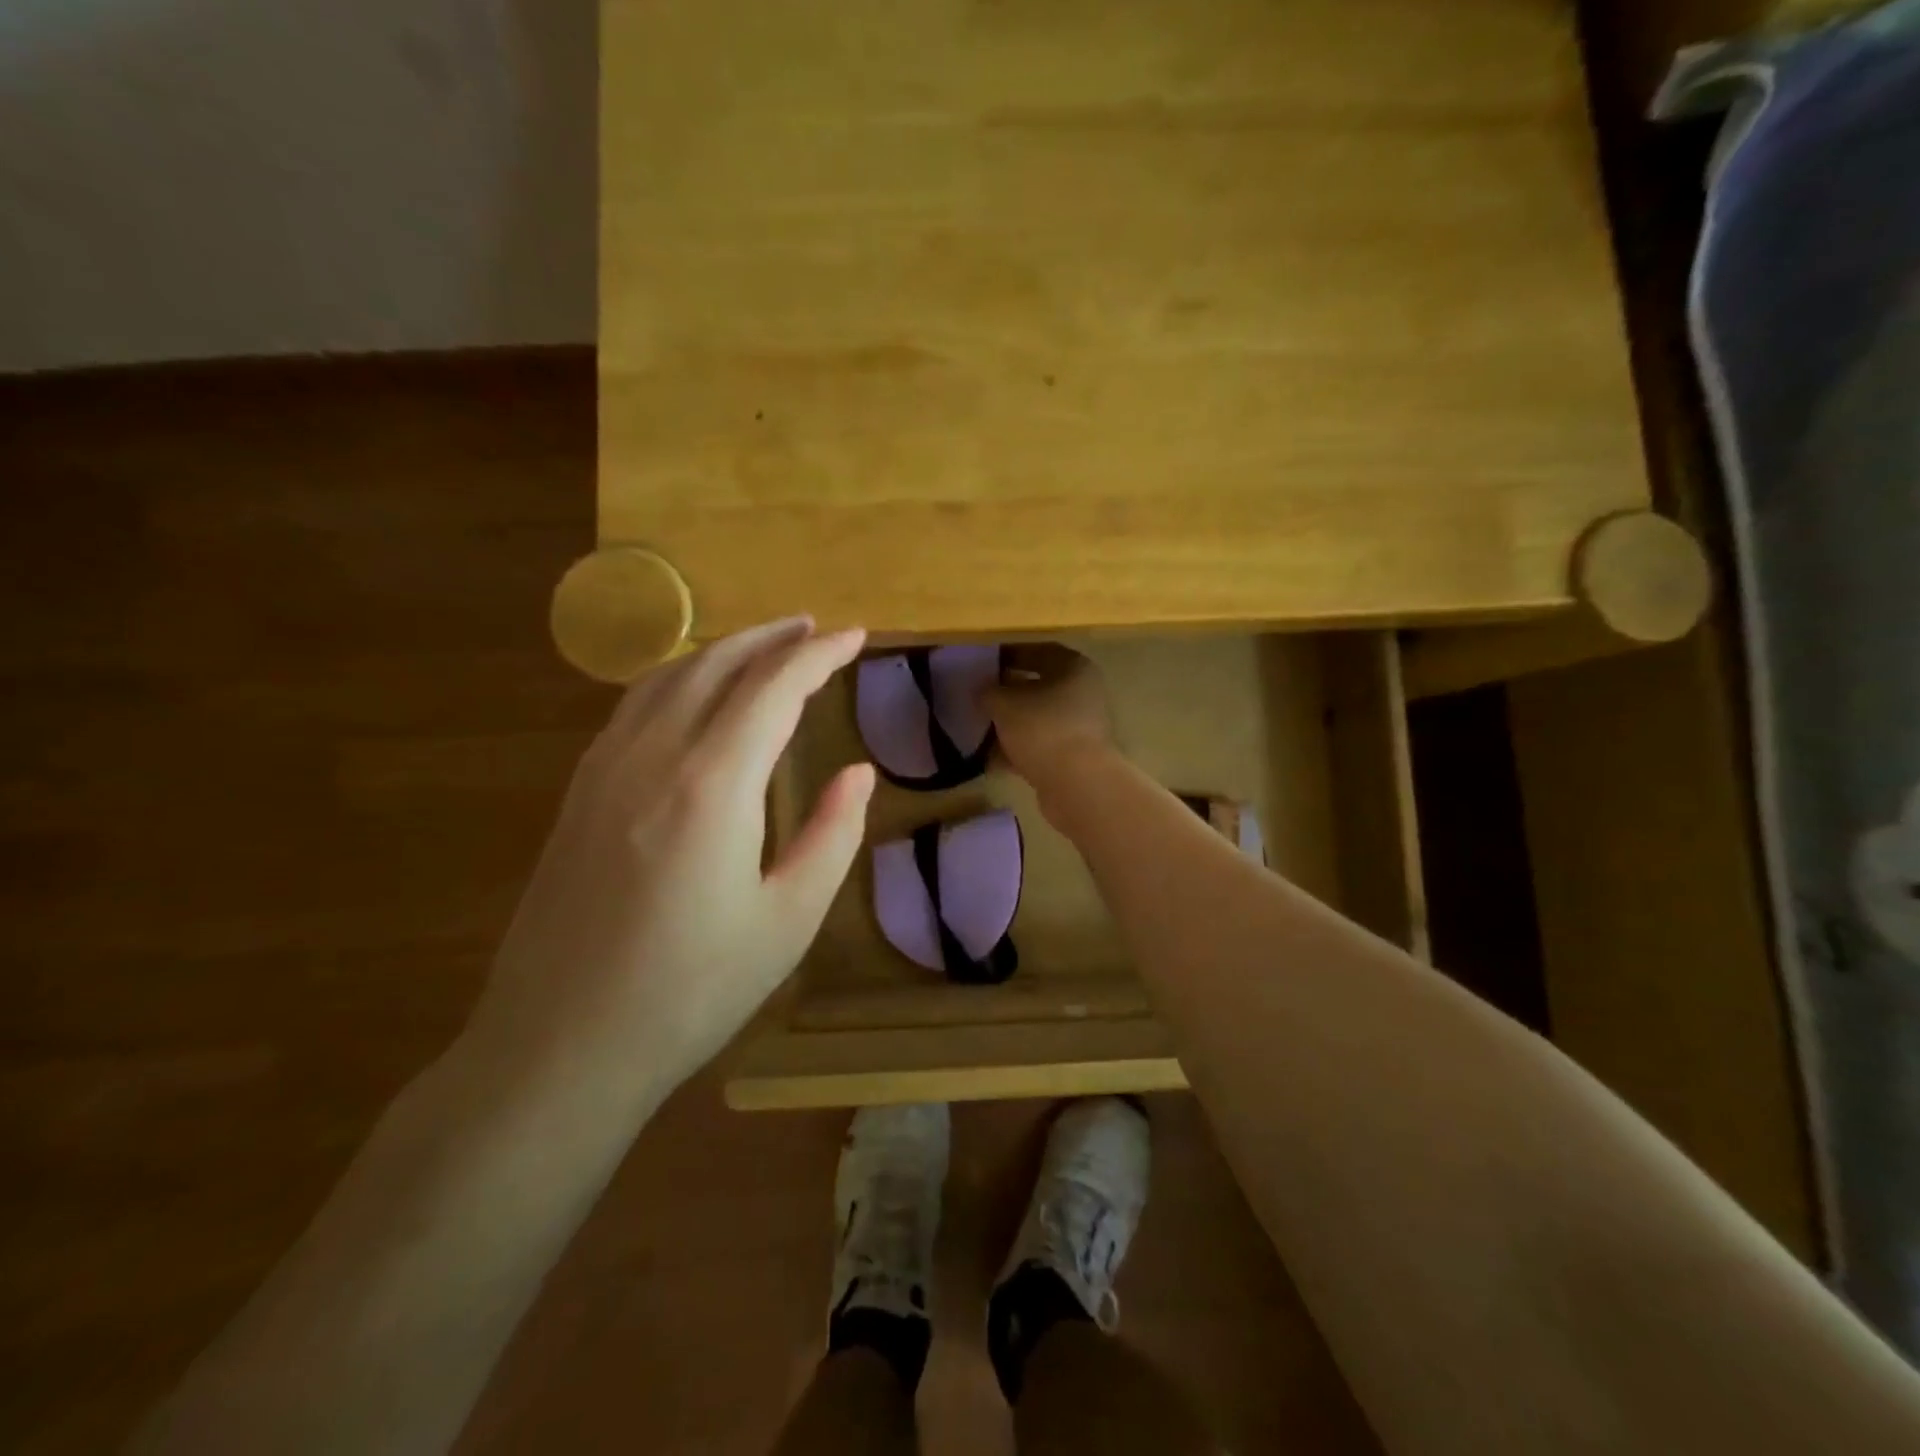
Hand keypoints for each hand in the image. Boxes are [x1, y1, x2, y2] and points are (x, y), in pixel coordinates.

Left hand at [466, 619, 874, 1106]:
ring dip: (721, 650)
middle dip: (770, 638)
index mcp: (711, 784)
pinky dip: (677, 679)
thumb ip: (831, 834)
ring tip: (763, 646)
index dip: (819, 655)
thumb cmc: (690, 991)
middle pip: (715, 664)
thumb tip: (857, 773)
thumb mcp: (788, 919)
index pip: (774, 688)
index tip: (855, 636)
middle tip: (814, 628)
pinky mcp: (578, 793)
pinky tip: (694, 696)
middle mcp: (651, 756)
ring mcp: (603, 770)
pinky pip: (633, 707)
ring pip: (666, 677)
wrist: (558, 1047)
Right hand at [984, 643, 1116, 798]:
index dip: (1010, 654)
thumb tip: (982, 691)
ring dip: (1011, 723)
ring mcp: (1081, 727)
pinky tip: (991, 758)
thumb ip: (988, 692)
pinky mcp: (1074, 757)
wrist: (1076, 784)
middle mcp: (1083, 693)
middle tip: (979, 696)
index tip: (985, 663)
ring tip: (980, 728)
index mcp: (1074, 668)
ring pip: (1038, 718)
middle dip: (1007, 693)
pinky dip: (1018, 749)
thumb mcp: (1004, 704)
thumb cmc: (1042, 729)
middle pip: (1039, 687)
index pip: (1039, 651)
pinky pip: (1040, 745)